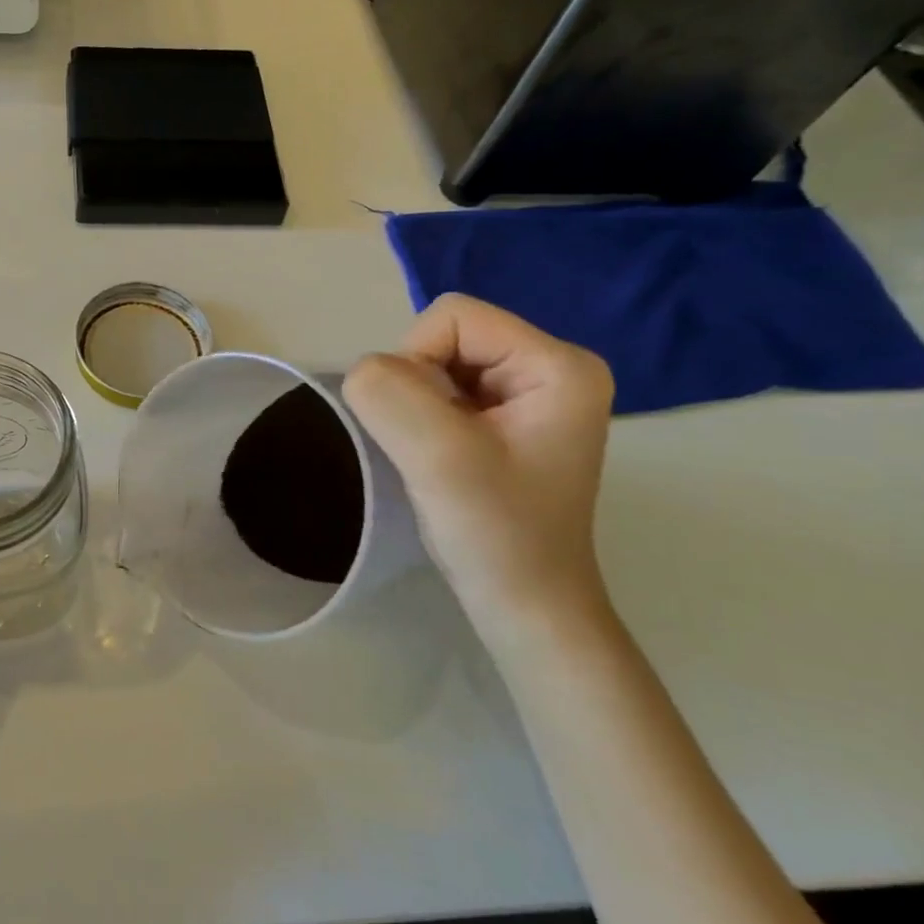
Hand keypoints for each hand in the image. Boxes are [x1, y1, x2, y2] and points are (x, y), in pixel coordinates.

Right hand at [343, 294, 614, 643]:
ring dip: (416, 407)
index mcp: (558, 364)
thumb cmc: (497, 533)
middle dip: (416, 387)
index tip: (424, 427)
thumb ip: (389, 394)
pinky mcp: (507, 421)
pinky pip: (441, 392)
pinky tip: (437, 460)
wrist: (525, 606)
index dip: (414, 362)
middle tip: (431, 447)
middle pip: (445, 337)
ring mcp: (530, 395)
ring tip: (435, 457)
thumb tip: (364, 372)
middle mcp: (552, 368)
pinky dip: (422, 421)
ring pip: (436, 365)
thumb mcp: (438, 456)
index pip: (452, 317)